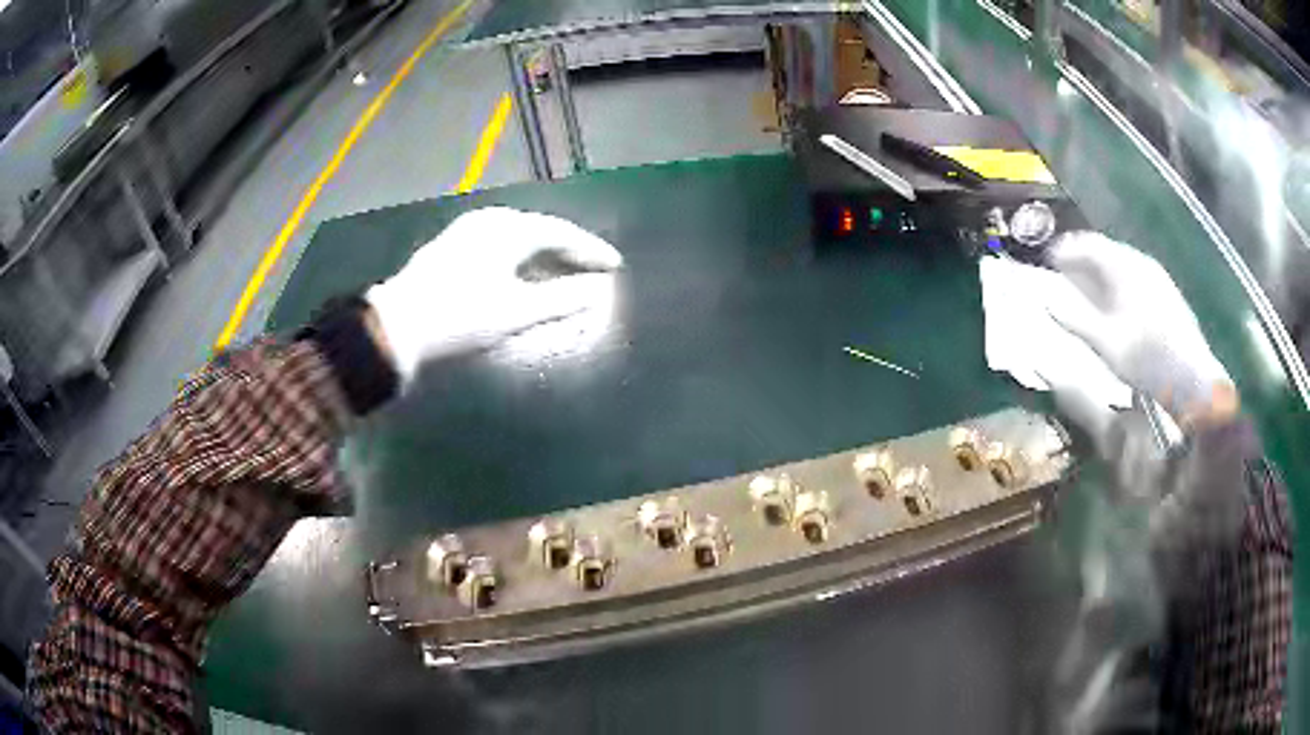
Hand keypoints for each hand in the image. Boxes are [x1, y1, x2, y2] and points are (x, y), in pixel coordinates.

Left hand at [366, 207, 622, 380]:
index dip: (591, 250)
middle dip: (569, 248)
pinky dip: (521, 254)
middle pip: (541, 229)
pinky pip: (500, 240)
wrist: (398, 325)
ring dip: (544, 250)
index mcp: (510, 229)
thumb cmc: (461, 317)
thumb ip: (562, 299)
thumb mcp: (516, 312)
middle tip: (593, 266)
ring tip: (564, 268)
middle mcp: (490, 219)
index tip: (615, 266)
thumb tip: (599, 290)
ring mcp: (468, 229)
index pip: (562, 233)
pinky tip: (523, 270)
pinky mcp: (452, 243)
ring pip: (519, 234)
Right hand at [1045, 232, 1234, 426]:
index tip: (1048, 260)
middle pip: (1106, 250)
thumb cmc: (1146, 359)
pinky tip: (1116, 302)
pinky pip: (1135, 275)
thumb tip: (1045, 301)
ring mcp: (1157, 276)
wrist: (1191, 379)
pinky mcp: (1166, 293)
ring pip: (1122, 262)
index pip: (1088, 244)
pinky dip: (1118, 281)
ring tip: (1087, 288)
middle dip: (1083, 259)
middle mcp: (1140, 262)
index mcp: (1124, 266)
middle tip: (1064, 273)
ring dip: (1101, 271)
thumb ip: (1074, 319)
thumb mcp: (1105, 344)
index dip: (1065, 250)